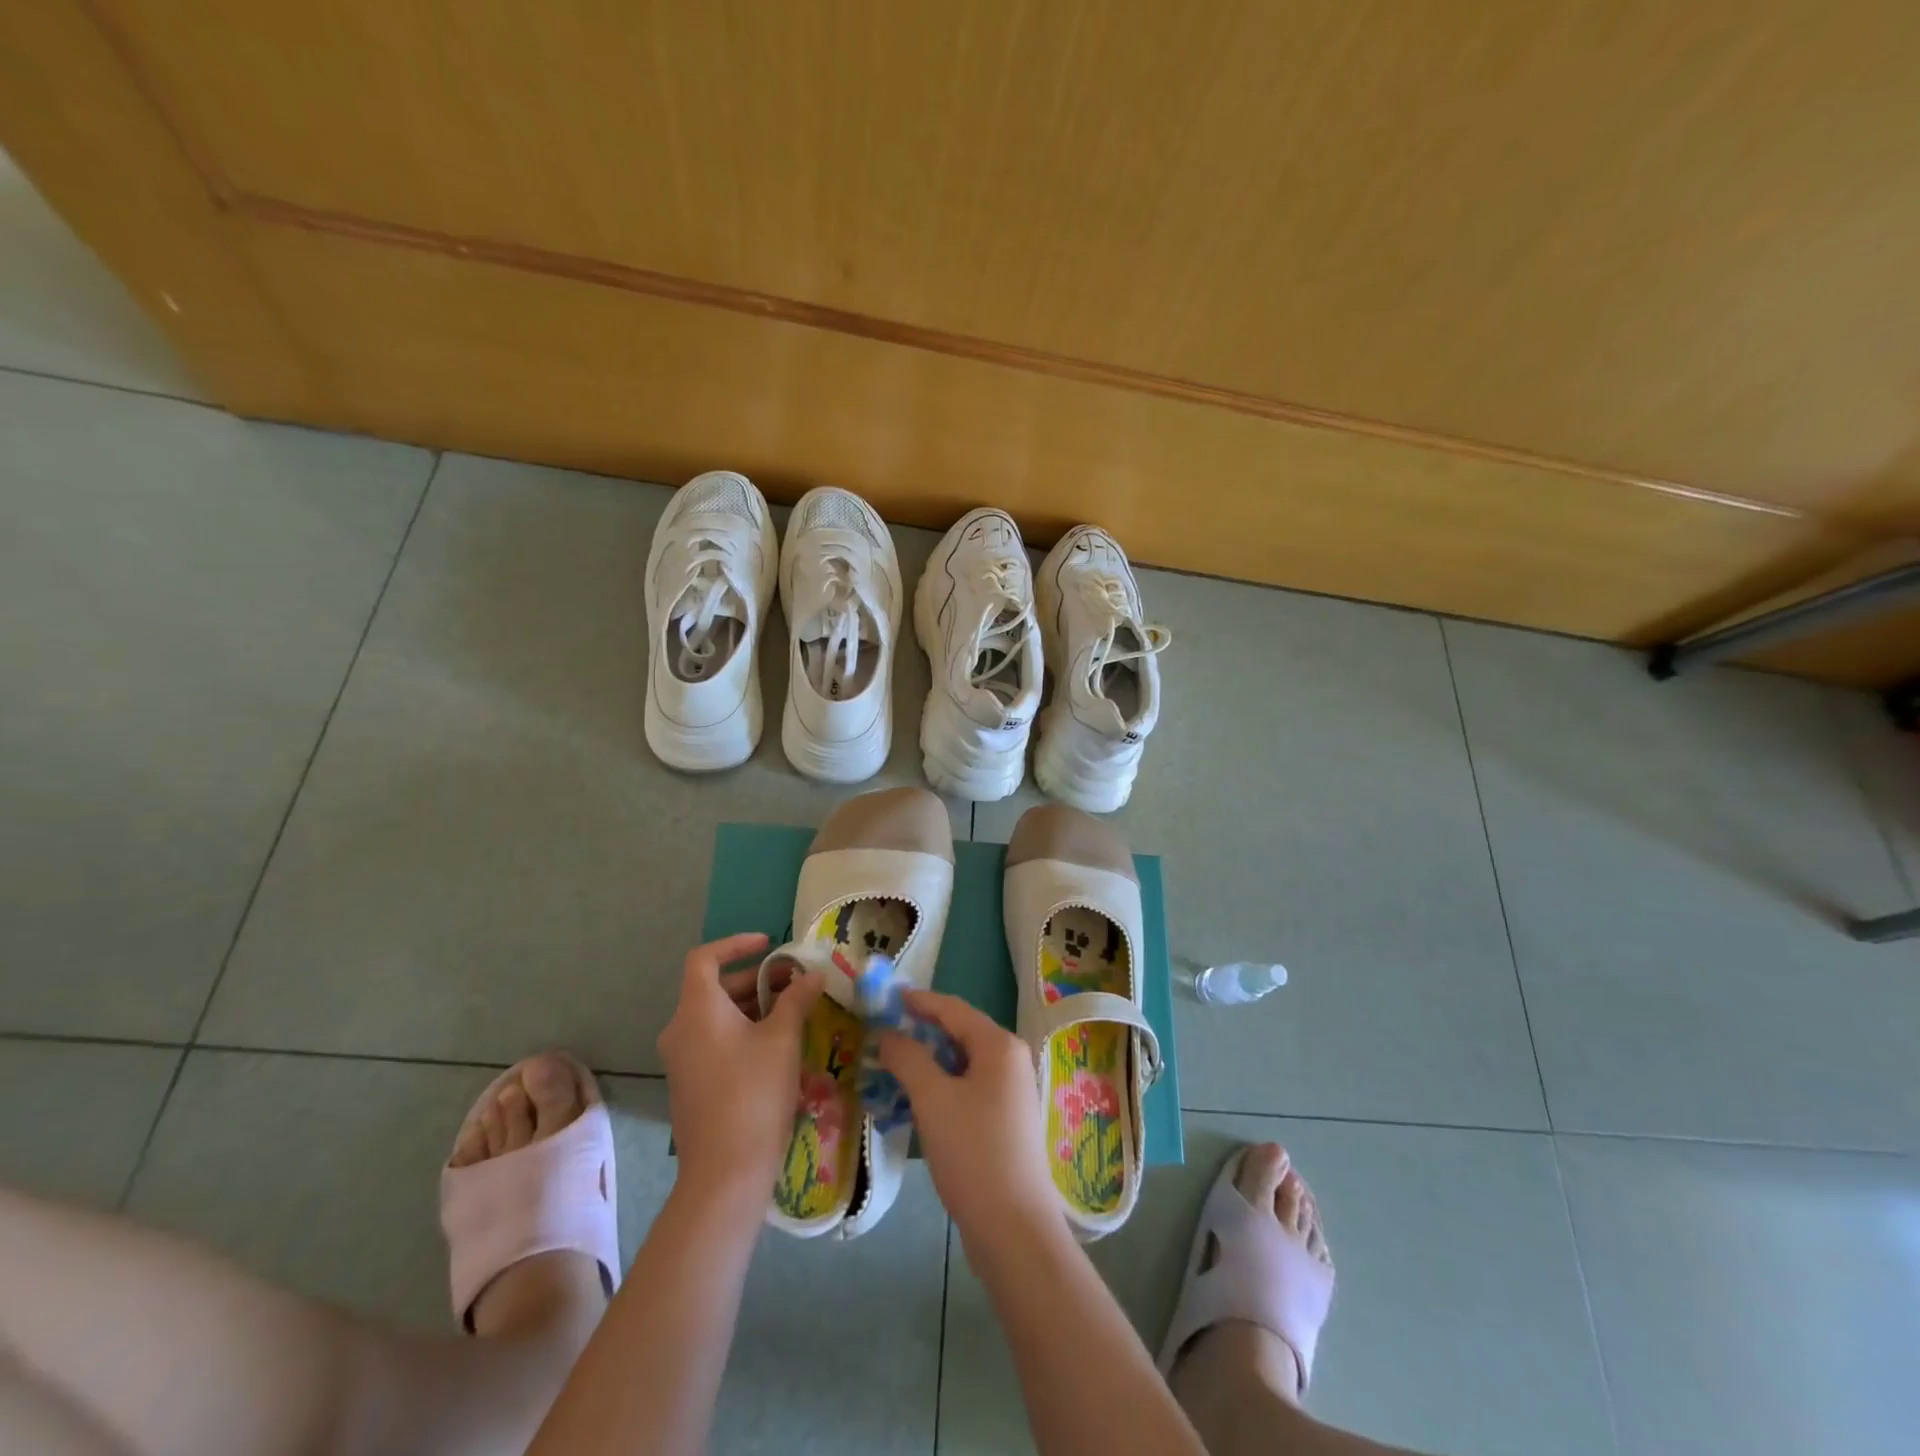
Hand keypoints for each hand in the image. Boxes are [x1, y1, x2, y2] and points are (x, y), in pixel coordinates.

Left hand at [657, 932, 822, 1208]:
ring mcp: (682, 1060)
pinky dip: (743, 1031)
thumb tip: (812, 974)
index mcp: (697, 1010)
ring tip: (794, 1013)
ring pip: (717, 1016)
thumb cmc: (754, 1093)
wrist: (725, 1173)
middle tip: (796, 984)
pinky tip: (777, 1046)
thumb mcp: (783, 1038)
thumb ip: (797, 998)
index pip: (704, 958)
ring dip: (754, 1006)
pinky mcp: (690, 1084)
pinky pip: (715, 1041)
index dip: (736, 944)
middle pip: (714, 987)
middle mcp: (681, 1030)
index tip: (770, 946)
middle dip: (757, 980)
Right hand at [878, 990, 1059, 1238]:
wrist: (1014, 1229)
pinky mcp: (1004, 1121)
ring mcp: (1010, 1092)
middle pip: (959, 1033)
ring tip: (889, 1066)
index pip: (952, 1008)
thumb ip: (908, 1059)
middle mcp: (1010, 1060)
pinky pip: (967, 1089)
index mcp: (999, 1046)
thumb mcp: (933, 1100)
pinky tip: (914, 1101)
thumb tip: (888, 1034)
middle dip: (920, 1032)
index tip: (885, 998)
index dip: (918, 1001)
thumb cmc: (973, 1152)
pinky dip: (940, 1087)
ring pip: (961, 1064)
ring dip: (927, 1062)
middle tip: (881, 1034)